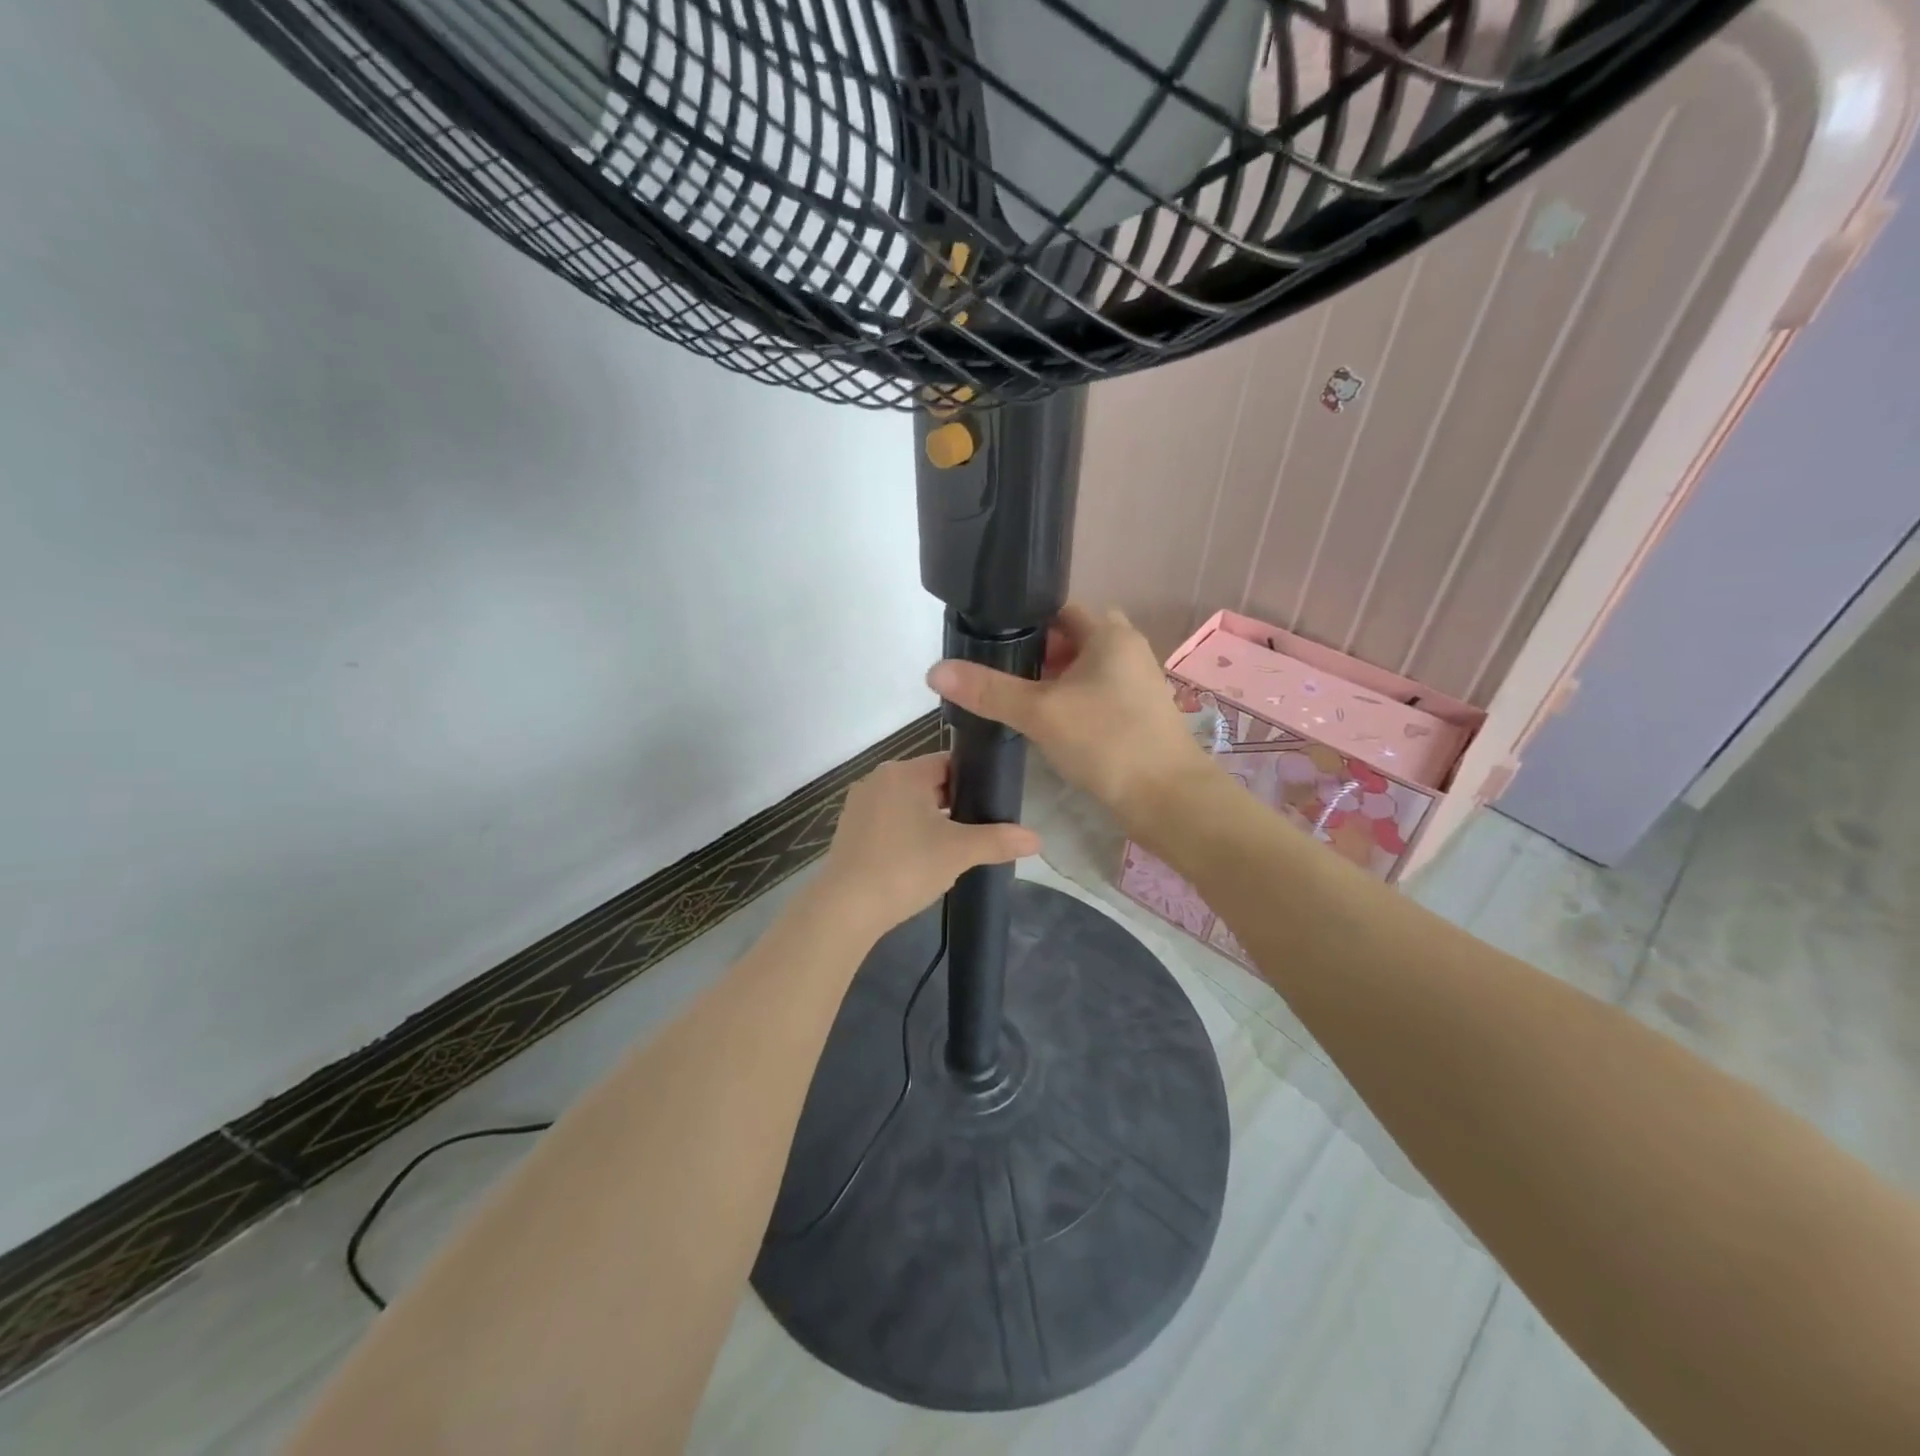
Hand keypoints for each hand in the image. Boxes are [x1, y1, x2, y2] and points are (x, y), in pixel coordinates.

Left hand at [815, 753, 1039, 935]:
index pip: (950, 763)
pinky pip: (889, 822)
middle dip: (954, 805)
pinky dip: (907, 834)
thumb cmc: (905, 867)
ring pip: (908, 804)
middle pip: (928, 783)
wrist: (846, 909)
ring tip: (954, 848)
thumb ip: (998, 840)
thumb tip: (1037, 839)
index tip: (994, 805)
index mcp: (903, 772)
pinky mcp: (849, 831)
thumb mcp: (958, 852)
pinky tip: (920, 860)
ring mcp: (859, 805)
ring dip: (930, 821)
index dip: (975, 782)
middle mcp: (878, 779)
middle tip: (980, 830)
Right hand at [926, 603, 1212, 829]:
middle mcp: (1127, 649)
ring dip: (1051, 681)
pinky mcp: (1136, 713)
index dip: (1022, 622)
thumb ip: (988, 689)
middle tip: (997, 675)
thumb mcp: (1039, 712)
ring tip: (1014, 700)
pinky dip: (1069, 701)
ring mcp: (1135, 682)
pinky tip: (1046, 724)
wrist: (1167, 798)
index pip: (1058, 610)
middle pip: (1070, 639)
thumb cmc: (1106, 741)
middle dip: (1034, 655)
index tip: (988, 641)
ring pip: (1082, 669)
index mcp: (1109, 634)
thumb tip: (935, 669)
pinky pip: (1094, 694)